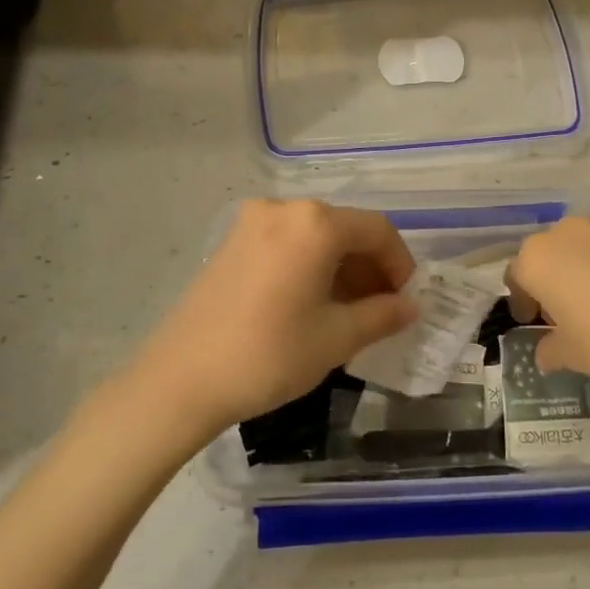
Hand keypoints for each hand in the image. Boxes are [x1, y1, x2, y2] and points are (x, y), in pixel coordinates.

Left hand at [128, 199, 417, 434]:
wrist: (180, 380)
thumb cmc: (269, 355)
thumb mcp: (336, 338)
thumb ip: (382, 315)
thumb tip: (409, 307)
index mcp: (315, 224)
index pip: (377, 230)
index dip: (400, 264)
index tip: (405, 301)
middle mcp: (283, 209)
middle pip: (344, 229)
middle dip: (370, 267)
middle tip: (380, 310)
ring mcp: (251, 223)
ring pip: (314, 236)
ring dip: (340, 267)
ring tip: (348, 312)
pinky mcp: (230, 243)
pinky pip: (286, 243)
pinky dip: (309, 265)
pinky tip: (309, 303)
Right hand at [506, 216, 589, 397]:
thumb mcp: (573, 355)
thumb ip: (552, 350)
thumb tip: (547, 352)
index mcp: (539, 257)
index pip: (517, 276)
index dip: (522, 304)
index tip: (532, 324)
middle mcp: (569, 237)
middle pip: (558, 276)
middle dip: (568, 316)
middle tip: (578, 350)